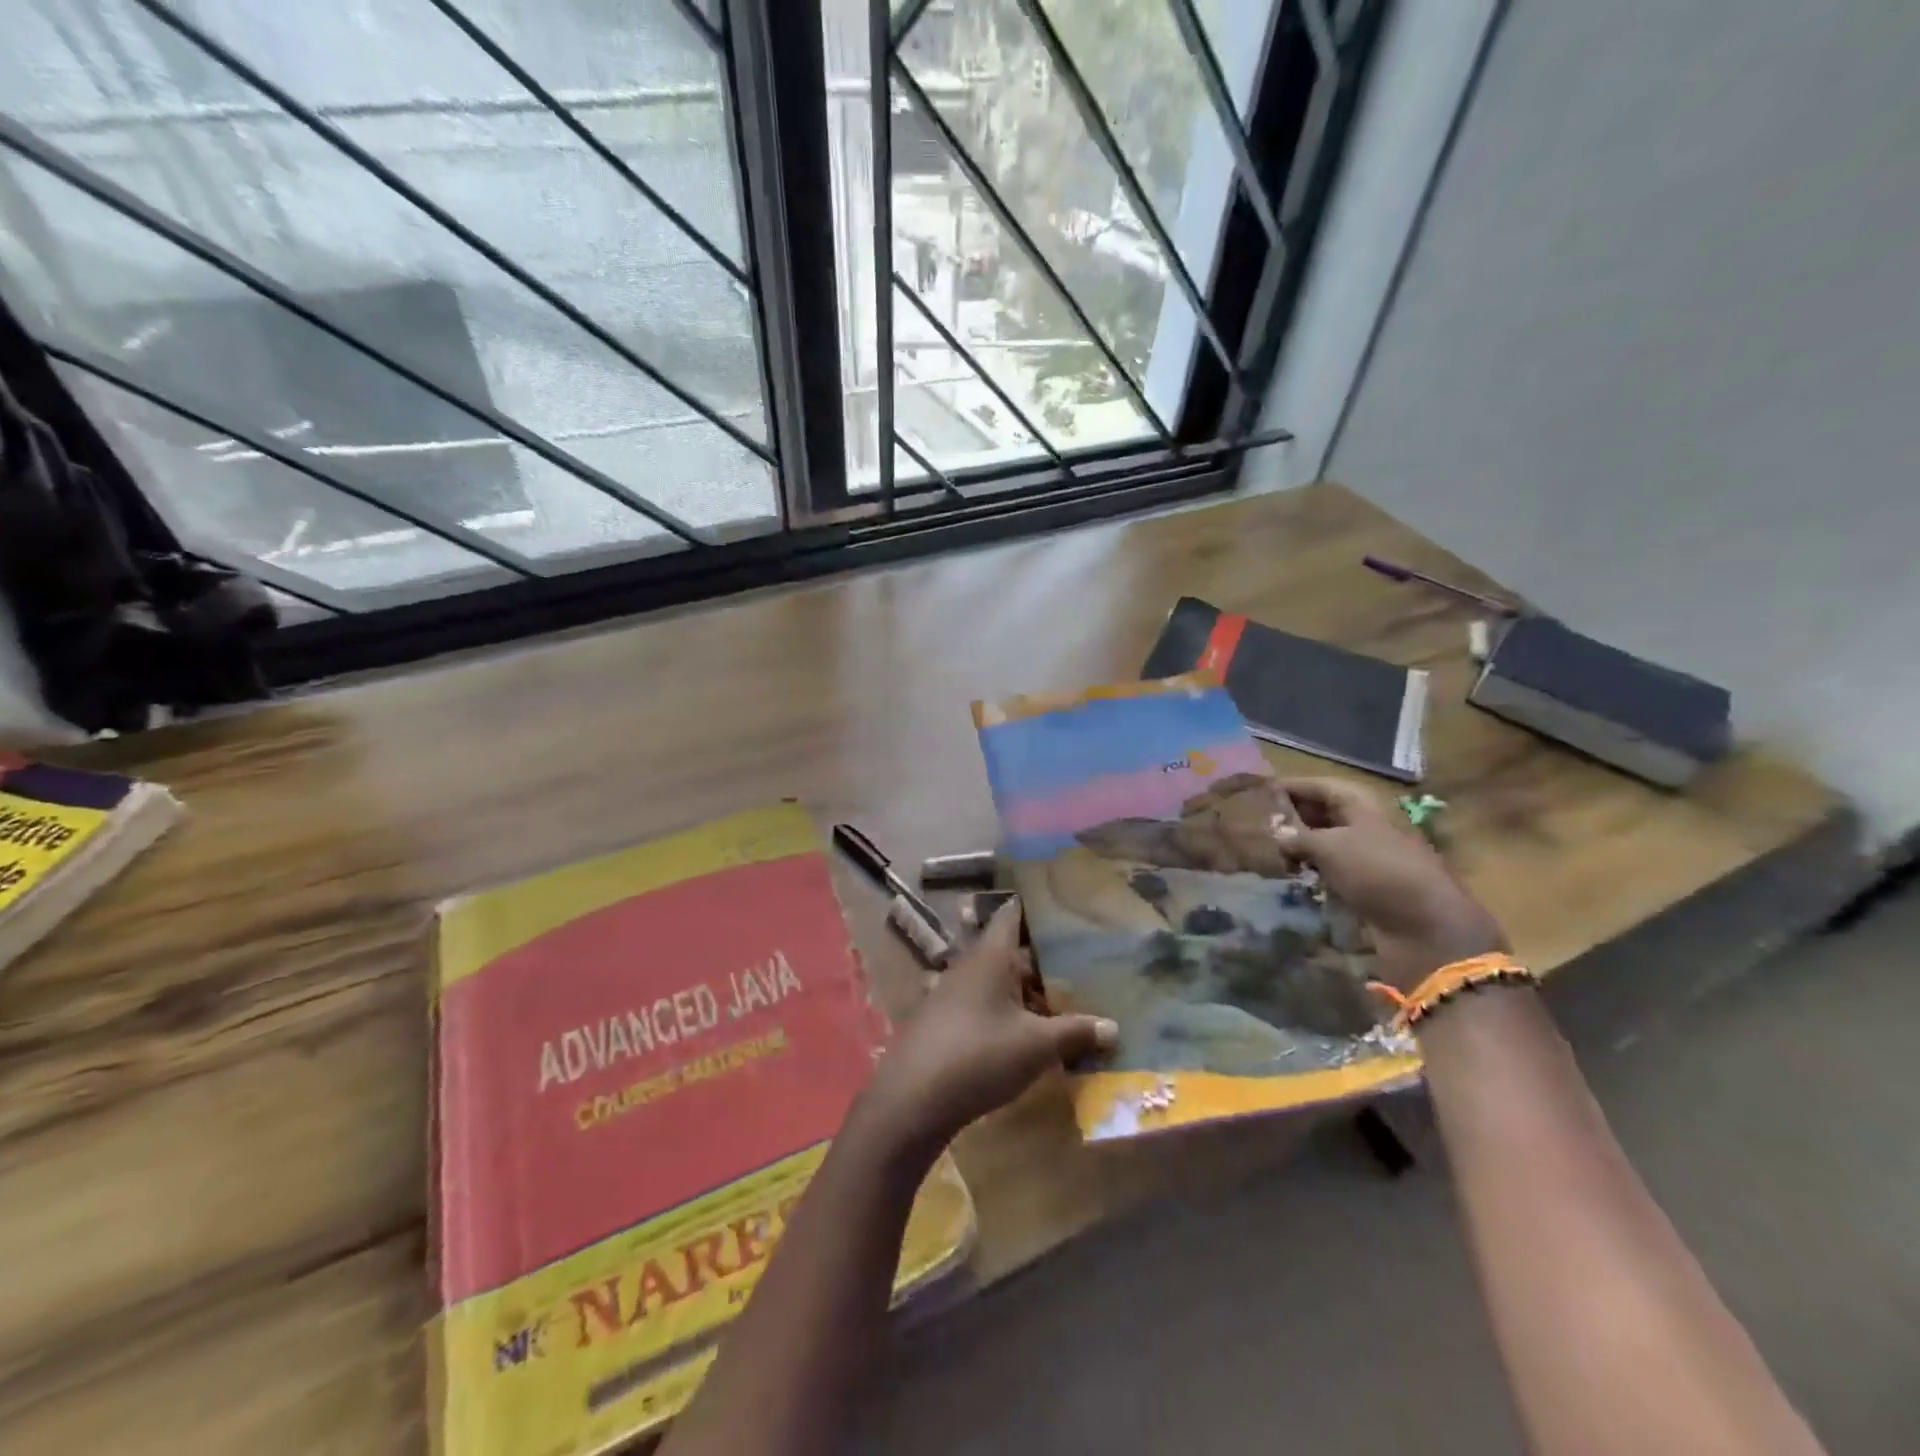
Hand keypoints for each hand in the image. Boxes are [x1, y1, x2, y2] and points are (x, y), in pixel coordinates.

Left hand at [860, 902, 1117, 1152]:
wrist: (912, 1099)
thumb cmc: (978, 1055)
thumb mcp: (1036, 1046)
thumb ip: (1075, 1032)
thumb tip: (1115, 1028)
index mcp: (990, 955)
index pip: (1012, 914)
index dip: (1036, 907)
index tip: (1065, 906)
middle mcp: (969, 966)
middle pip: (1009, 950)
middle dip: (1043, 957)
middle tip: (1082, 960)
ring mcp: (953, 994)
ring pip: (997, 980)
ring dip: (1026, 988)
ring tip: (1064, 998)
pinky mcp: (946, 1022)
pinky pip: (984, 1004)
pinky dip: (1008, 1010)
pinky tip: (1029, 1032)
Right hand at [1275, 777, 1506, 991]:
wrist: (1426, 927)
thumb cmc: (1378, 872)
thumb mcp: (1330, 847)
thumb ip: (1298, 835)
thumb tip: (1276, 830)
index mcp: (1360, 803)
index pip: (1316, 785)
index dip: (1288, 788)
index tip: (1255, 794)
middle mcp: (1365, 823)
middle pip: (1321, 812)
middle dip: (1290, 818)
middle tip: (1254, 826)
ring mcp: (1367, 854)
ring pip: (1325, 842)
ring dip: (1299, 847)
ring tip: (1265, 853)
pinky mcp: (1367, 883)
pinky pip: (1332, 868)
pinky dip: (1312, 870)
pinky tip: (1290, 876)